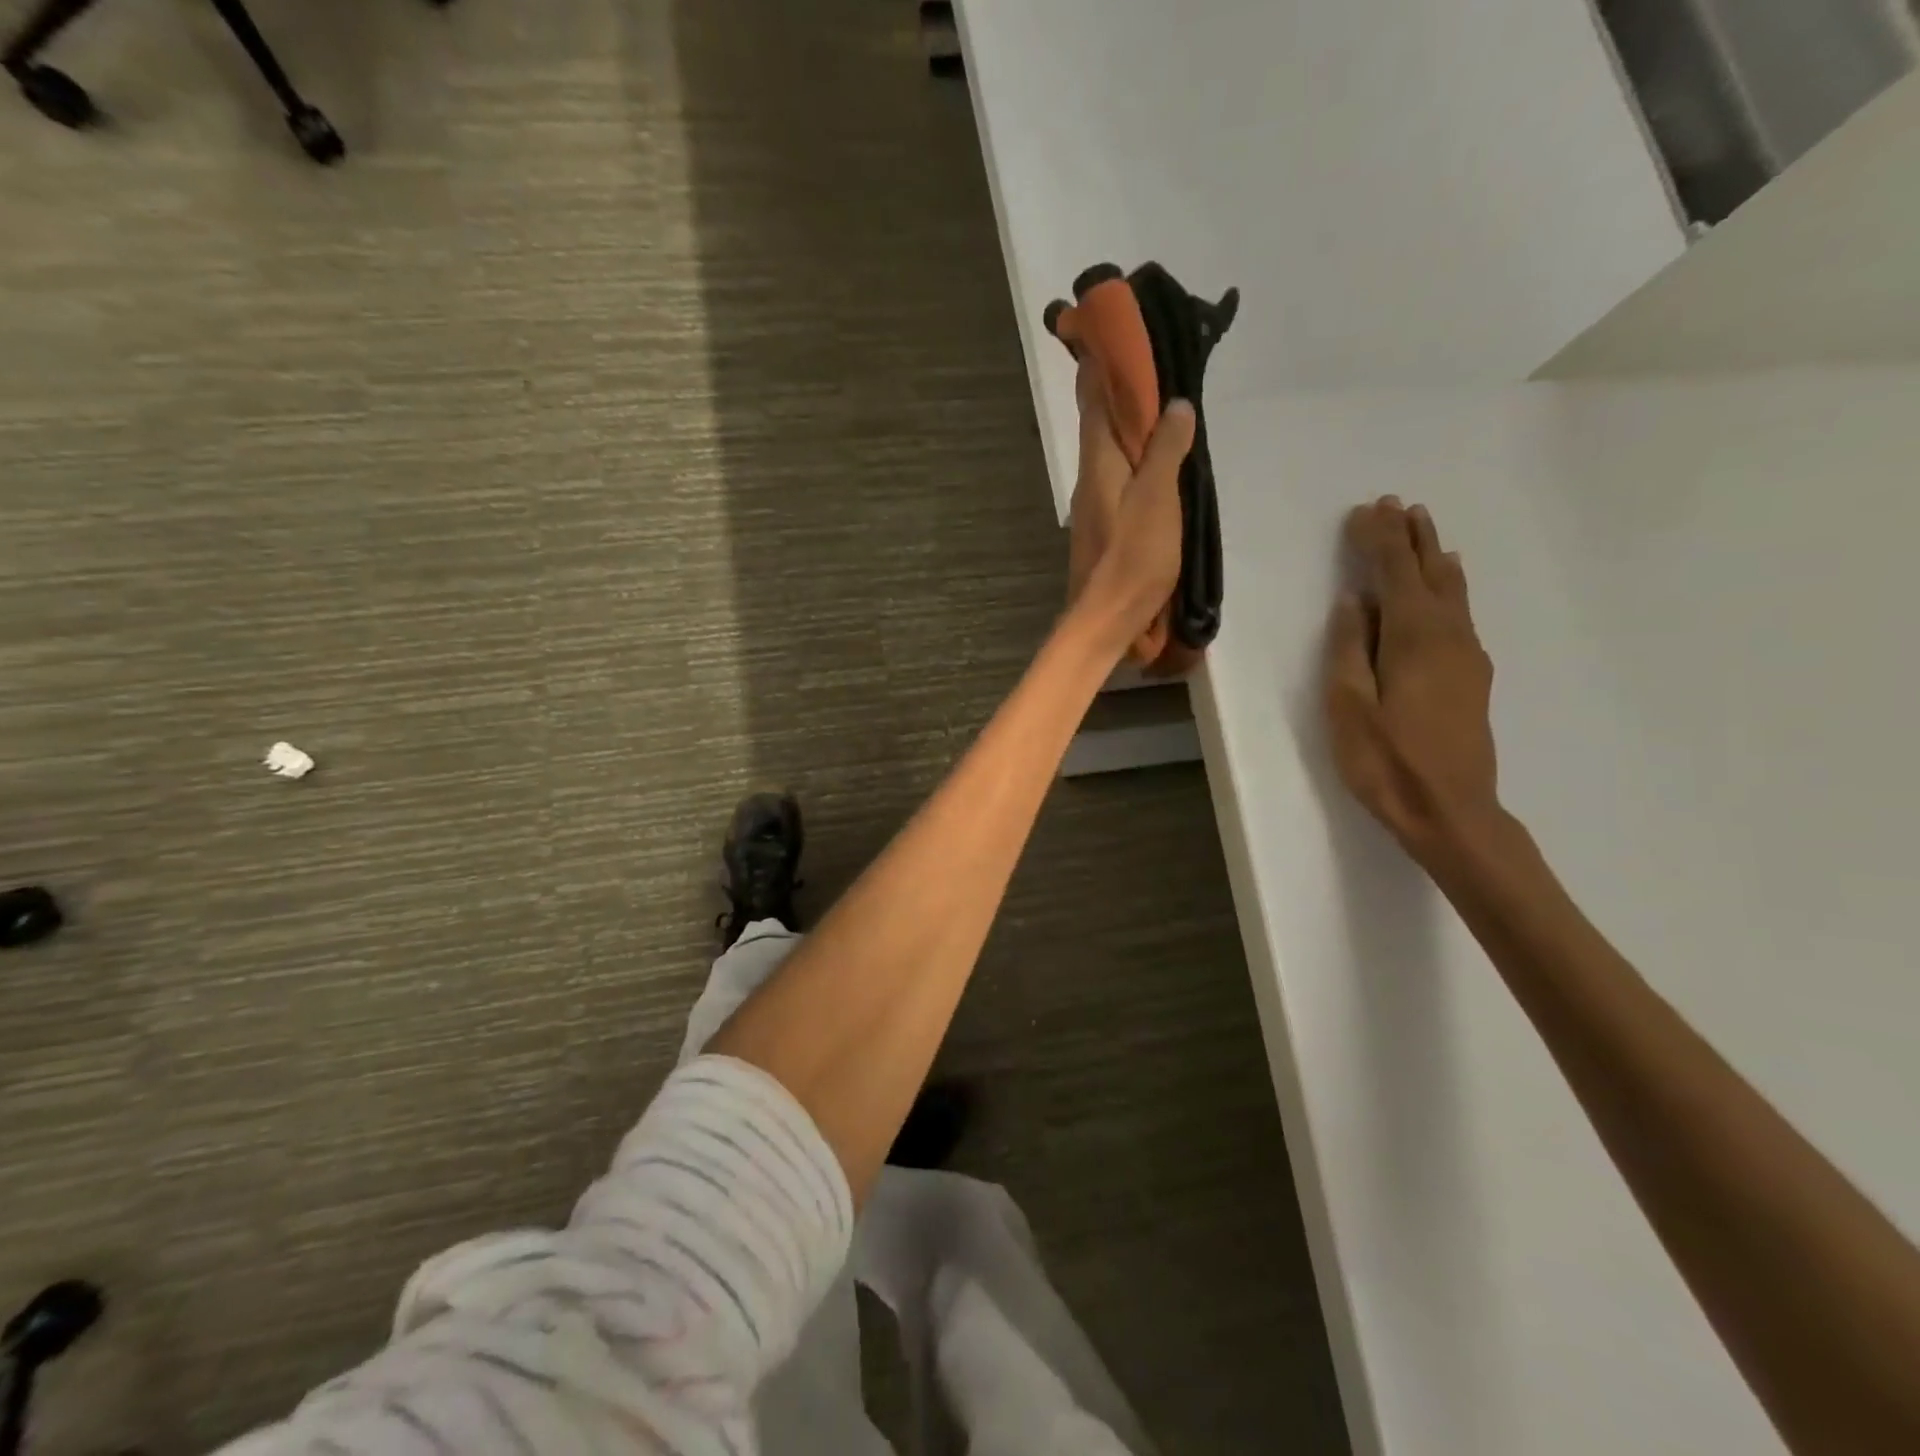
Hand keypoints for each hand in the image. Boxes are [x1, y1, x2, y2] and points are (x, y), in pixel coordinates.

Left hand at [1065, 357, 1195, 655]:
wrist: (1106, 618)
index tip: (1114, 331)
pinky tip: (1157, 460)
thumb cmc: (1133, 558)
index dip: (1101, 365)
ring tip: (1162, 402)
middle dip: (1121, 390)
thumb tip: (1174, 405)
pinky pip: (1120, 477)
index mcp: (1098, 463)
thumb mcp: (1157, 499)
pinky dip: (1136, 458)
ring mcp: (1095, 503)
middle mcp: (1090, 477)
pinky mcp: (1105, 525)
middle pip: (1101, 423)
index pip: (1094, 400)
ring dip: (1131, 425)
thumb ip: (1165, 452)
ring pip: (1111, 451)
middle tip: (1153, 360)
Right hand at [1326, 498, 1499, 862]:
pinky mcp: (1471, 676)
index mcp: (1414, 637)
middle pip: (1429, 573)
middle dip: (1411, 537)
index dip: (1379, 540)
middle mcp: (1449, 635)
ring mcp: (1467, 655)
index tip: (1364, 511)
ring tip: (1422, 529)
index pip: (1394, 573)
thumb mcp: (1349, 706)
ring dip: (1432, 556)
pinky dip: (1446, 586)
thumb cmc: (1387, 761)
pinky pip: (1458, 612)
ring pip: (1451, 591)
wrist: (1451, 811)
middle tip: (1396, 505)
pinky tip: (1445, 584)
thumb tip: (1355, 602)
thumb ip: (1350, 649)